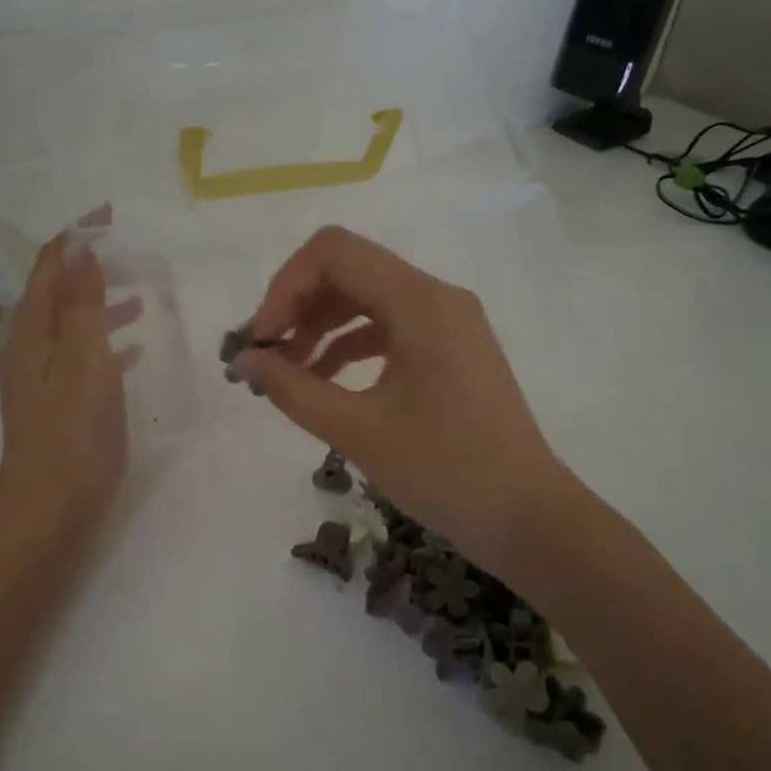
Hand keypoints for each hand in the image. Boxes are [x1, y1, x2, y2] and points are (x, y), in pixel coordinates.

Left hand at [0, 210, 140, 549]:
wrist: (48, 514)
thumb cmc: (72, 437)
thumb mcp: (84, 363)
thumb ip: (83, 306)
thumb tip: (78, 248)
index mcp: (31, 333)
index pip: (50, 267)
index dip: (76, 237)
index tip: (110, 215)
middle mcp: (29, 348)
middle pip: (57, 292)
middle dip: (90, 268)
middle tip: (133, 257)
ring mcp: (41, 378)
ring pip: (71, 325)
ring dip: (101, 305)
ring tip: (141, 299)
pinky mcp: (56, 403)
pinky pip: (81, 356)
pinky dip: (105, 342)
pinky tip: (133, 351)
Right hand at [236, 225, 571, 575]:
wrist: (527, 517)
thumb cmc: (445, 472)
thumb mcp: (357, 430)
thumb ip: (292, 388)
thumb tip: (243, 360)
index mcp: (420, 301)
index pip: (333, 252)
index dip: (284, 287)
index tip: (260, 341)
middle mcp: (437, 296)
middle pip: (349, 270)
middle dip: (298, 306)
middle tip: (265, 357)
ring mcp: (448, 321)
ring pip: (366, 299)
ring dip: (320, 327)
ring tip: (287, 375)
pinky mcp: (451, 348)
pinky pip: (389, 327)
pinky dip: (350, 346)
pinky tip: (324, 382)